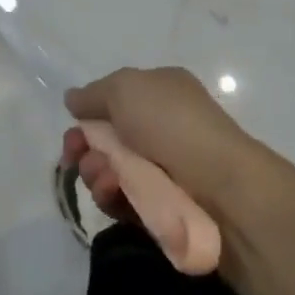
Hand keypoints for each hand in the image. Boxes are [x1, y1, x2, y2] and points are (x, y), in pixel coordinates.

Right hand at [61, 67, 259, 223]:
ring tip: (105, 179)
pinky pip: (124, 201)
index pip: (114, 100)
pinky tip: (114, 195)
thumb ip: (93, 93)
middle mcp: (161, 127)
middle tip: (77, 158)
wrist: (222, 188)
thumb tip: (73, 100)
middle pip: (106, 138)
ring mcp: (163, 168)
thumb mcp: (126, 88)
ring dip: (96, 173)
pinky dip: (113, 197)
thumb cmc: (173, 124)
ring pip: (111, 171)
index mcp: (159, 92)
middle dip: (86, 148)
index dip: (88, 115)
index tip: (72, 129)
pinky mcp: (162, 206)